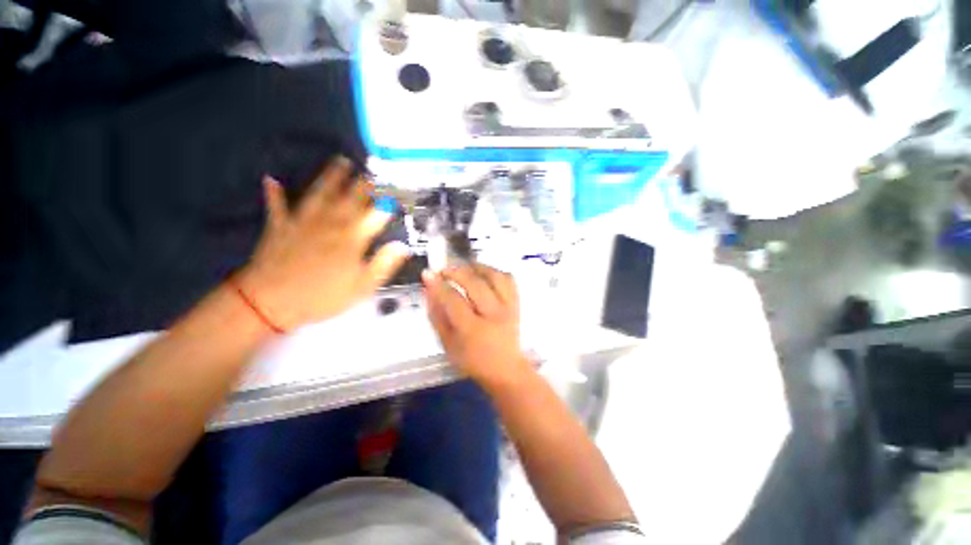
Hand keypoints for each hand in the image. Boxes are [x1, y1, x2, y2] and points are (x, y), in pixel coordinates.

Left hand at [238, 157, 409, 329]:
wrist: (272, 303)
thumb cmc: (323, 296)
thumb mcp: (362, 286)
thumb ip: (383, 264)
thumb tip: (403, 246)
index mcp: (351, 239)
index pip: (374, 216)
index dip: (387, 204)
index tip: (397, 194)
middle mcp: (329, 224)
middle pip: (349, 199)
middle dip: (363, 184)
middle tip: (372, 170)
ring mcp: (303, 223)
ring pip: (319, 194)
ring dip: (330, 177)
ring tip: (340, 161)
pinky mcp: (279, 227)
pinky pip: (277, 206)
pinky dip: (274, 193)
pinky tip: (271, 179)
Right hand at [423, 264, 532, 387]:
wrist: (506, 369)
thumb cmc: (473, 361)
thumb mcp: (448, 344)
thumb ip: (437, 316)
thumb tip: (428, 291)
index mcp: (473, 330)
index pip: (453, 300)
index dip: (439, 285)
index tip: (428, 273)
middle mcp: (494, 315)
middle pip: (476, 284)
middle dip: (457, 271)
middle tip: (444, 270)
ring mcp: (509, 308)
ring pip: (495, 277)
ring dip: (477, 267)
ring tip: (464, 268)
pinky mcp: (517, 304)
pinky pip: (509, 279)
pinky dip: (495, 272)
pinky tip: (483, 274)